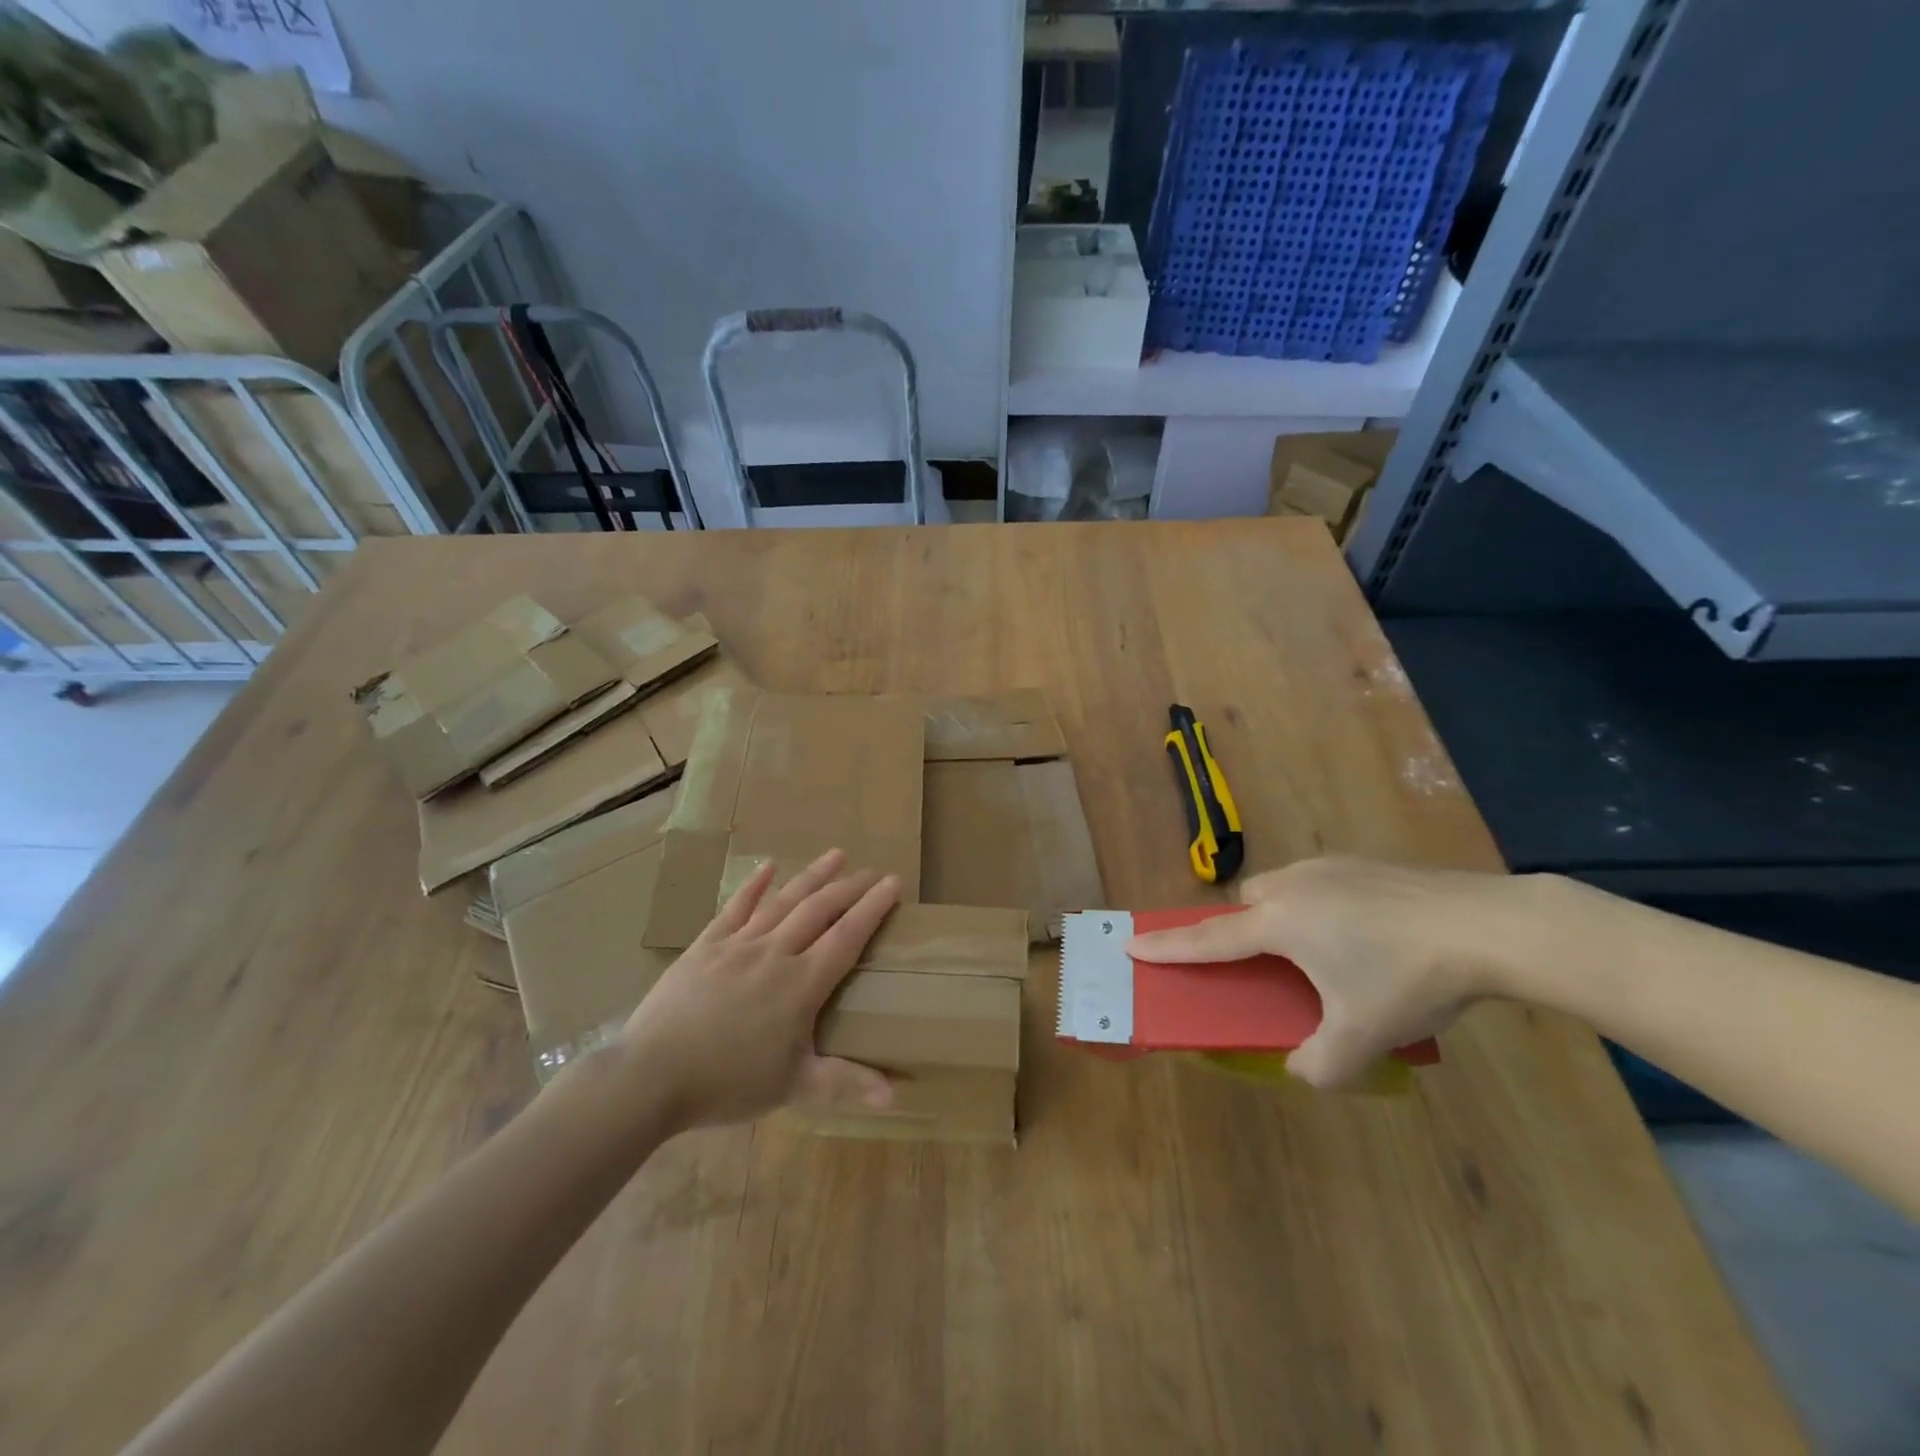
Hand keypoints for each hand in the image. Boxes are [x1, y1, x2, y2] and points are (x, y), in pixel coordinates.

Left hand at [619, 849, 900, 1130]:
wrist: (651, 1075)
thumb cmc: (727, 1083)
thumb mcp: (792, 1088)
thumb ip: (845, 1083)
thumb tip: (895, 1097)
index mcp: (802, 984)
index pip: (847, 936)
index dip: (873, 908)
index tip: (893, 883)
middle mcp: (776, 953)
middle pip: (819, 910)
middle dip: (849, 888)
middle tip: (871, 871)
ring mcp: (739, 945)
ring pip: (783, 901)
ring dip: (812, 876)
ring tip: (836, 854)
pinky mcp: (706, 946)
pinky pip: (735, 908)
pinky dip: (753, 886)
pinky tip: (767, 866)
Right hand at [1126, 856, 1528, 1087]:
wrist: (1486, 925)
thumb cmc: (1409, 978)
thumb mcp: (1363, 1036)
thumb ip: (1321, 1064)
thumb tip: (1301, 1068)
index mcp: (1279, 924)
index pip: (1208, 939)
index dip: (1167, 946)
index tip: (1131, 943)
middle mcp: (1293, 886)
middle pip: (1246, 904)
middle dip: (1244, 930)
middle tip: (1273, 967)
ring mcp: (1329, 867)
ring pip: (1282, 888)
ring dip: (1284, 916)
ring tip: (1329, 952)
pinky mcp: (1364, 863)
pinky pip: (1320, 882)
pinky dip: (1322, 906)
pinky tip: (1368, 933)